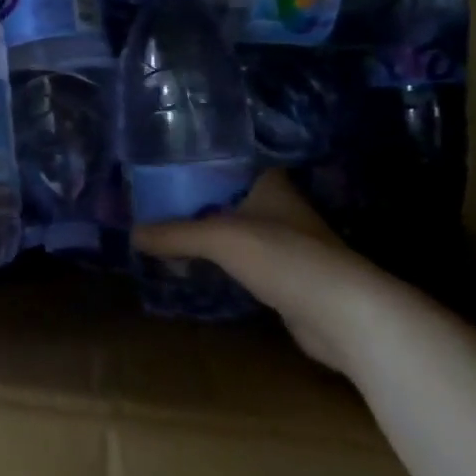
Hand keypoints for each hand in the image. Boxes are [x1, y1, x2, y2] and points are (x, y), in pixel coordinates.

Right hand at [132, 171, 414, 375]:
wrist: (343, 313)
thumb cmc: (283, 257)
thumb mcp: (219, 237)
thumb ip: (174, 234)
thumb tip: (132, 234)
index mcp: (269, 184)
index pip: (228, 162)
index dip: (198, 162)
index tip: (165, 167)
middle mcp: (279, 207)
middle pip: (228, 196)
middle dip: (195, 200)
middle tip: (156, 203)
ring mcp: (286, 243)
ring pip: (236, 229)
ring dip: (207, 233)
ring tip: (167, 233)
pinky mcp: (287, 276)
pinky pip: (243, 260)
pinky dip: (220, 261)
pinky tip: (197, 265)